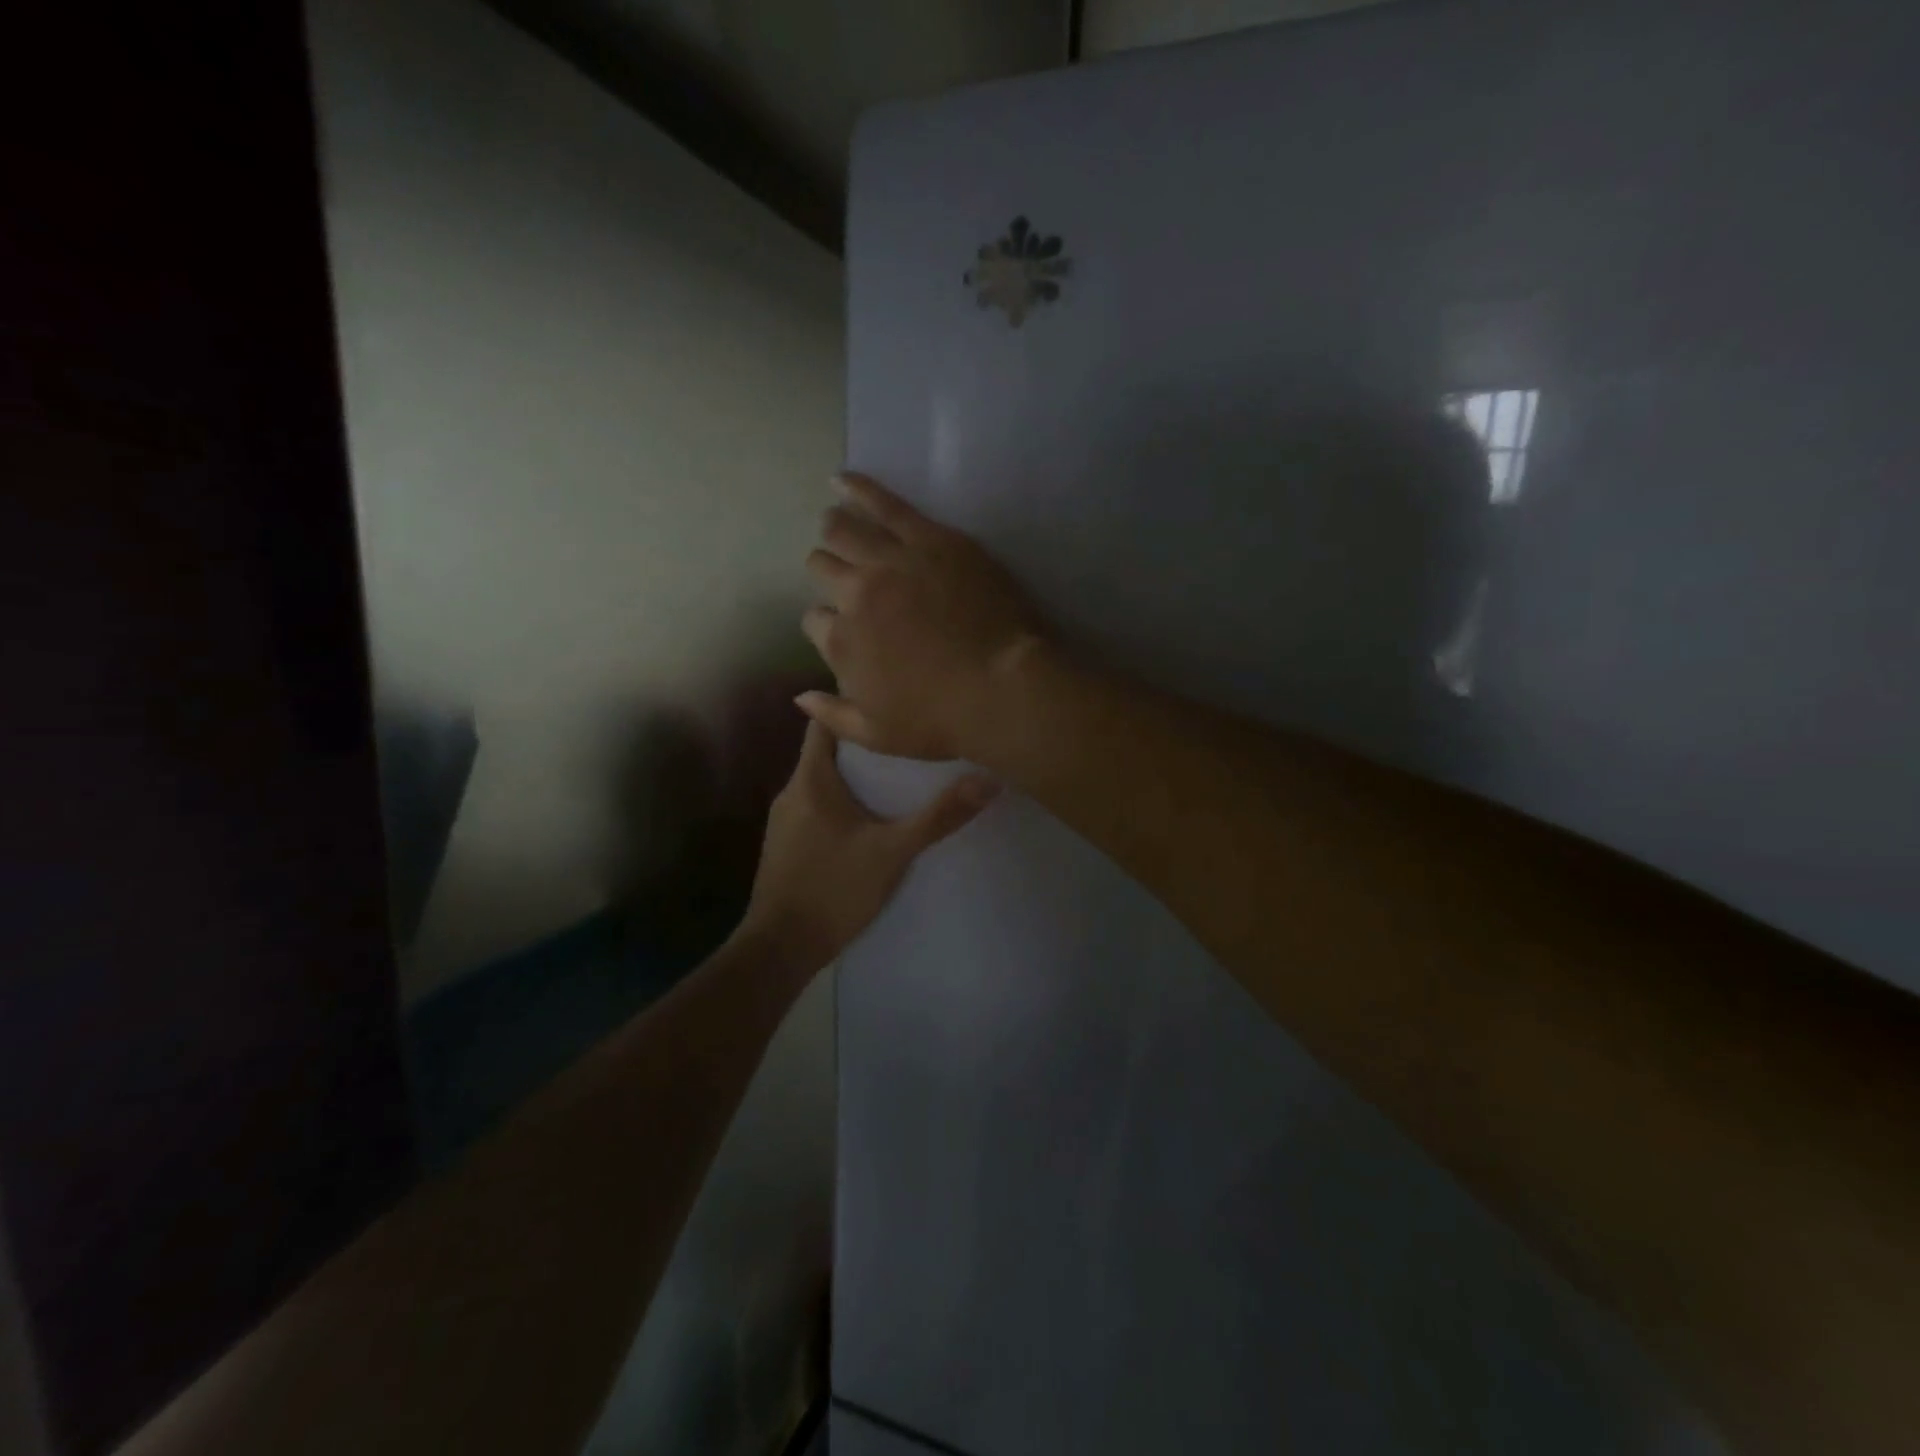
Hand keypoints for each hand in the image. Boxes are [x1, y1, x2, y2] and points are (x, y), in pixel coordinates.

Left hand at [741, 719, 997, 971]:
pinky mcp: (786, 845)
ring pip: (822, 782)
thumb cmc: (833, 888)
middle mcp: (792, 791)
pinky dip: (842, 803)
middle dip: (864, 745)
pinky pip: (817, 807)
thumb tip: (987, 781)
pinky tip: (870, 819)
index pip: (823, 722)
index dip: (853, 707)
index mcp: (811, 780)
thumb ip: (938, 817)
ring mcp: (785, 820)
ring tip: (897, 776)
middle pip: (826, 751)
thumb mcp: (893, 852)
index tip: (889, 702)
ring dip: (854, 777)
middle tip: (907, 740)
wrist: (781, 948)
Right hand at [800, 472, 1045, 760]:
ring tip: (834, 521)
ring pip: (844, 530)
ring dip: (834, 527)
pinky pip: (885, 503)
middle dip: (826, 570)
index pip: (815, 622)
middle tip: (841, 572)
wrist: (1002, 687)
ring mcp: (891, 561)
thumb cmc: (941, 719)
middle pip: (823, 568)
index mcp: (842, 643)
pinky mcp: (929, 538)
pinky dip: (857, 488)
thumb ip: (832, 715)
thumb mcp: (877, 735)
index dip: (827, 625)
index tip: (844, 630)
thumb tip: (799, 695)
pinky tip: (841, 479)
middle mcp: (856, 594)